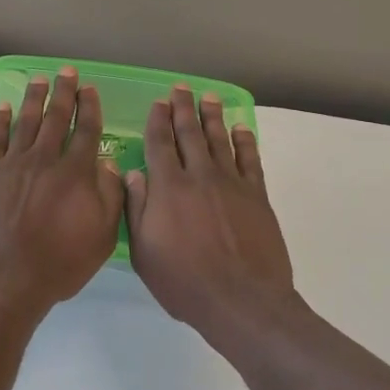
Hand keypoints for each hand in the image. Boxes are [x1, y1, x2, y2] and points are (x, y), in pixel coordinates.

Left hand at [0, 67, 125, 321]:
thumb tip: (107, 165)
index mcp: (75, 174)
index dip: (90, 108)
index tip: (90, 89)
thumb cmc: (58, 265)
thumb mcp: (102, 238)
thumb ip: (110, 197)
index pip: (86, 131)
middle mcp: (44, 160)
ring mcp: (11, 166)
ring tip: (38, 79)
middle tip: (66, 71)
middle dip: (63, 92)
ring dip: (33, 98)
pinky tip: (3, 108)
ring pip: (25, 122)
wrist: (4, 282)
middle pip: (55, 118)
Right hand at [125, 86, 303, 344]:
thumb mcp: (144, 252)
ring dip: (212, 117)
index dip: (158, 120)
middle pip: (190, 134)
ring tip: (208, 98)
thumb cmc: (185, 282)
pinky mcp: (256, 195)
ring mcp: (231, 183)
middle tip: (181, 88)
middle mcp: (199, 176)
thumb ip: (137, 209)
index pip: (160, 143)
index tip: (158, 102)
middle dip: (183, 108)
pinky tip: (240, 129)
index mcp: (168, 188)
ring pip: (220, 140)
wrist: (242, 300)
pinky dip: (245, 141)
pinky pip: (250, 159)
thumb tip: (133, 174)